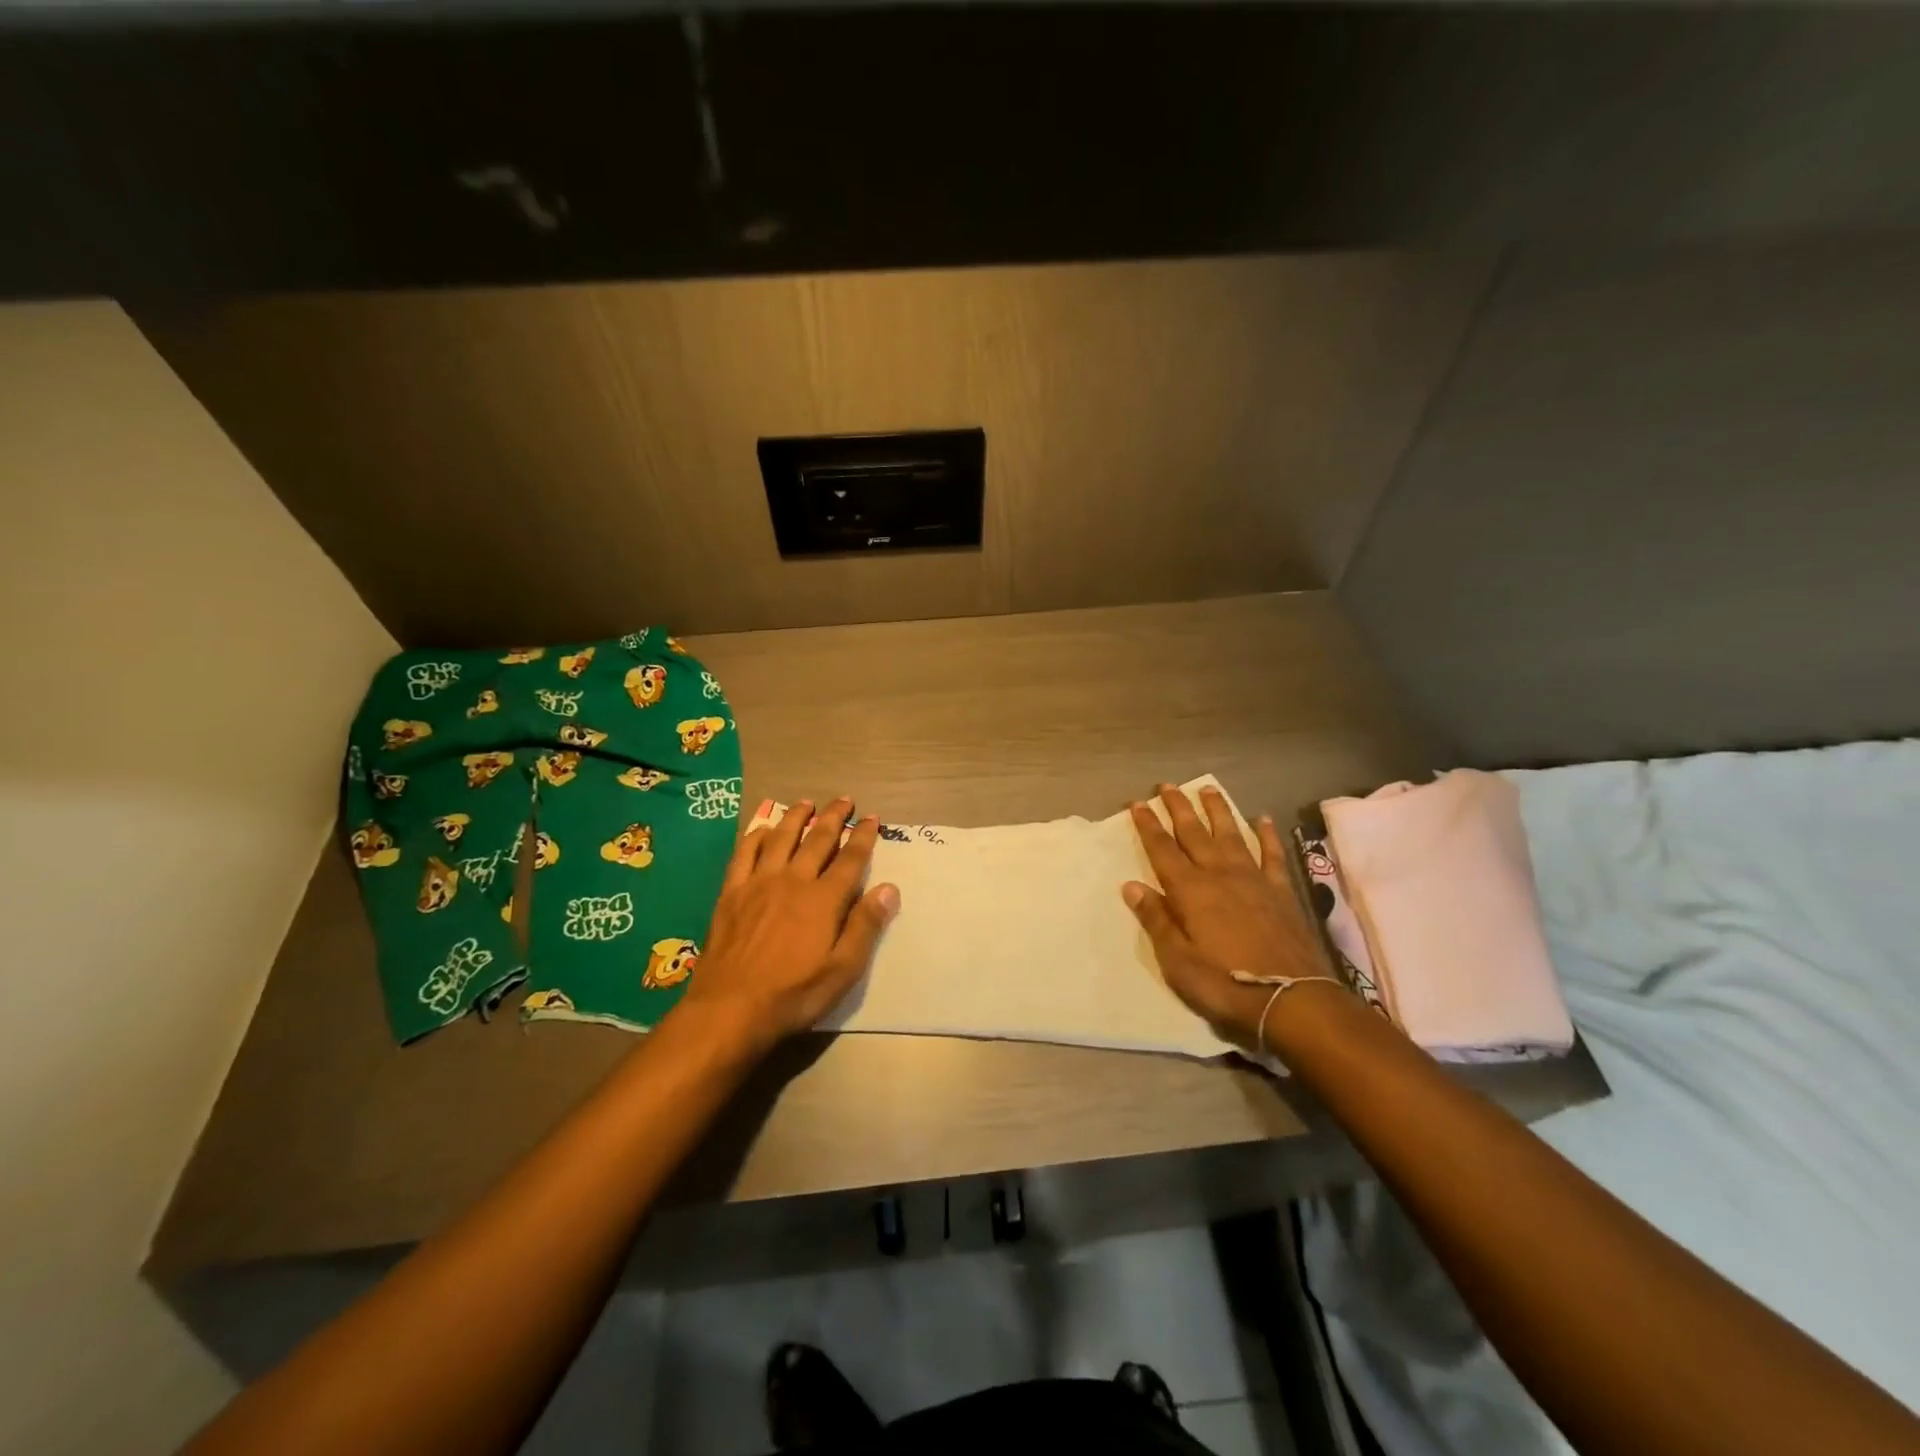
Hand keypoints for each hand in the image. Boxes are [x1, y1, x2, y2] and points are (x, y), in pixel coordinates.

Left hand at [679, 797, 900, 1050]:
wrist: (729, 1009)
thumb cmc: (793, 994)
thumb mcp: (842, 970)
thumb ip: (865, 926)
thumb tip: (889, 888)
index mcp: (823, 900)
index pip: (850, 859)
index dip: (863, 836)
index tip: (872, 818)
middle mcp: (793, 881)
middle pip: (817, 839)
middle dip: (834, 817)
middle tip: (844, 799)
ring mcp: (759, 883)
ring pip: (781, 838)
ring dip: (796, 817)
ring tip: (807, 803)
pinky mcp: (732, 892)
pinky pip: (744, 853)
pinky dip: (755, 836)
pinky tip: (761, 828)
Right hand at [1122, 783, 1334, 1054]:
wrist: (1291, 1000)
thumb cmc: (1225, 984)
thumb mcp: (1177, 961)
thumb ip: (1156, 920)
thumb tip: (1131, 885)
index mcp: (1190, 891)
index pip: (1162, 849)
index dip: (1148, 825)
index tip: (1137, 803)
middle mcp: (1219, 875)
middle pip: (1194, 833)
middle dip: (1178, 808)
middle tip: (1166, 785)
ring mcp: (1253, 880)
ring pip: (1231, 834)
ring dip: (1217, 810)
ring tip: (1208, 788)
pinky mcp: (1281, 891)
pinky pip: (1272, 854)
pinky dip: (1266, 834)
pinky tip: (1263, 819)